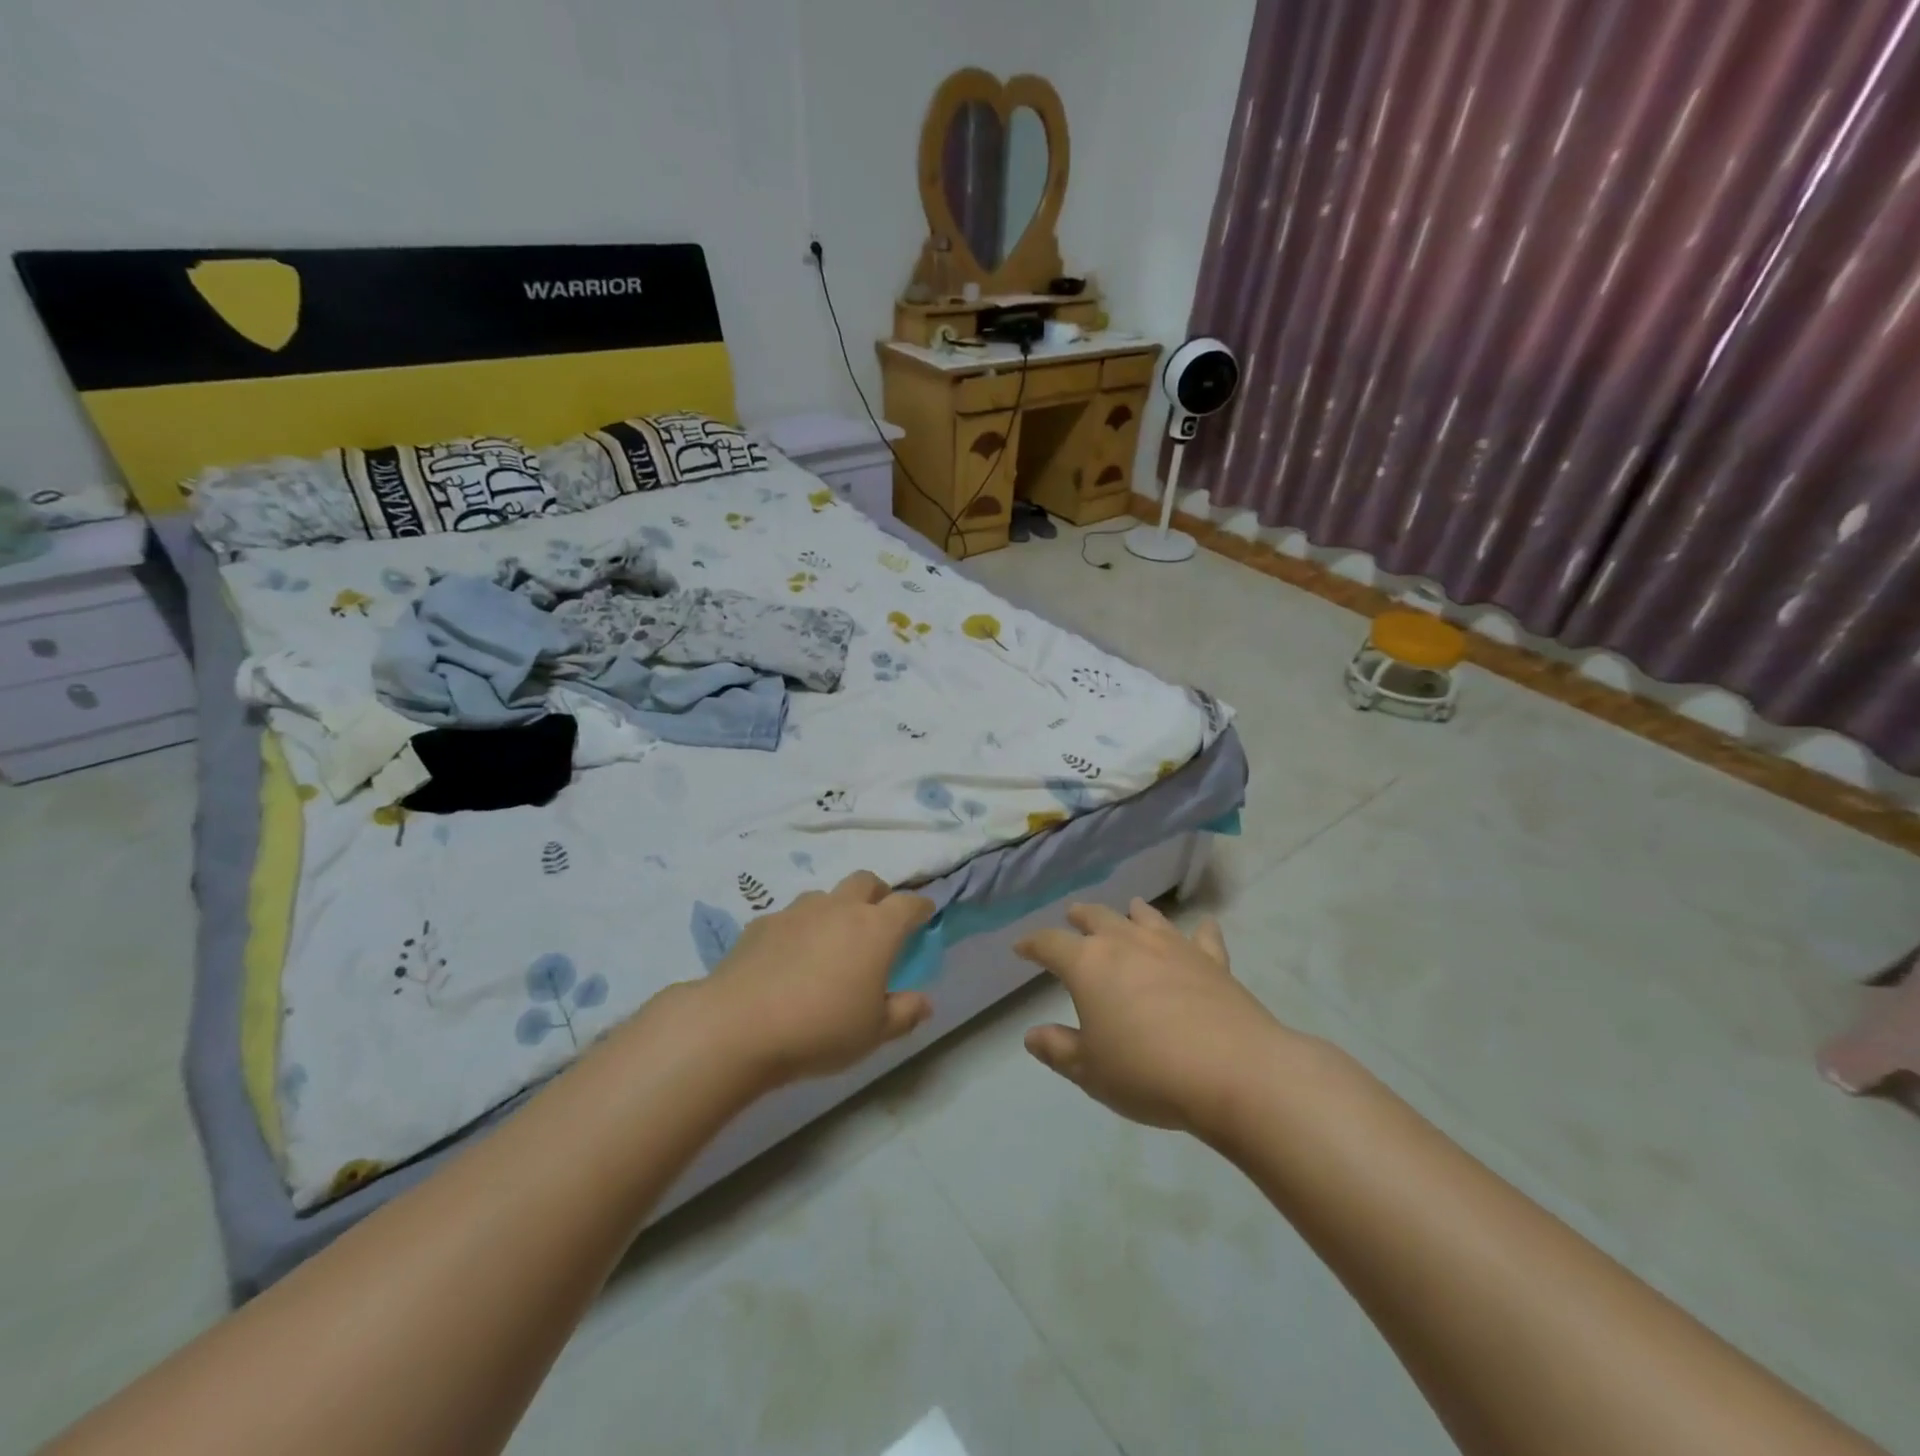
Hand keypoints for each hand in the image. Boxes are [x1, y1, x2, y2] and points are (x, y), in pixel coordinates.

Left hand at [700, 870, 935, 1086]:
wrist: (738, 1026)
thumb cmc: (820, 1029)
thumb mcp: (873, 1033)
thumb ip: (904, 1013)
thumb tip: (924, 1002)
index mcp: (876, 929)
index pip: (909, 904)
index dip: (921, 907)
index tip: (925, 914)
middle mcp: (839, 908)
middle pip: (866, 881)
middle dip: (879, 894)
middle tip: (879, 921)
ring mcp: (797, 911)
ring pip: (826, 896)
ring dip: (837, 909)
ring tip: (831, 942)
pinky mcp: (762, 923)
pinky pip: (791, 917)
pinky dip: (800, 929)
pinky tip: (789, 959)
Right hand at [1015, 898, 1291, 1136]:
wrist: (1234, 1072)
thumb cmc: (1148, 1072)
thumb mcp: (1090, 1071)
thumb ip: (1059, 1049)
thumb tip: (1032, 1035)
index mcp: (1089, 964)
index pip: (1051, 944)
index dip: (1033, 944)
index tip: (1021, 947)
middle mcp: (1128, 943)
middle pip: (1098, 918)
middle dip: (1081, 917)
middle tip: (1073, 916)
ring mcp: (1173, 947)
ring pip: (1146, 918)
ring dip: (1132, 912)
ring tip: (1128, 907)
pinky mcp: (1213, 962)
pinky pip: (1203, 939)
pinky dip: (1199, 932)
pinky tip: (1203, 927)